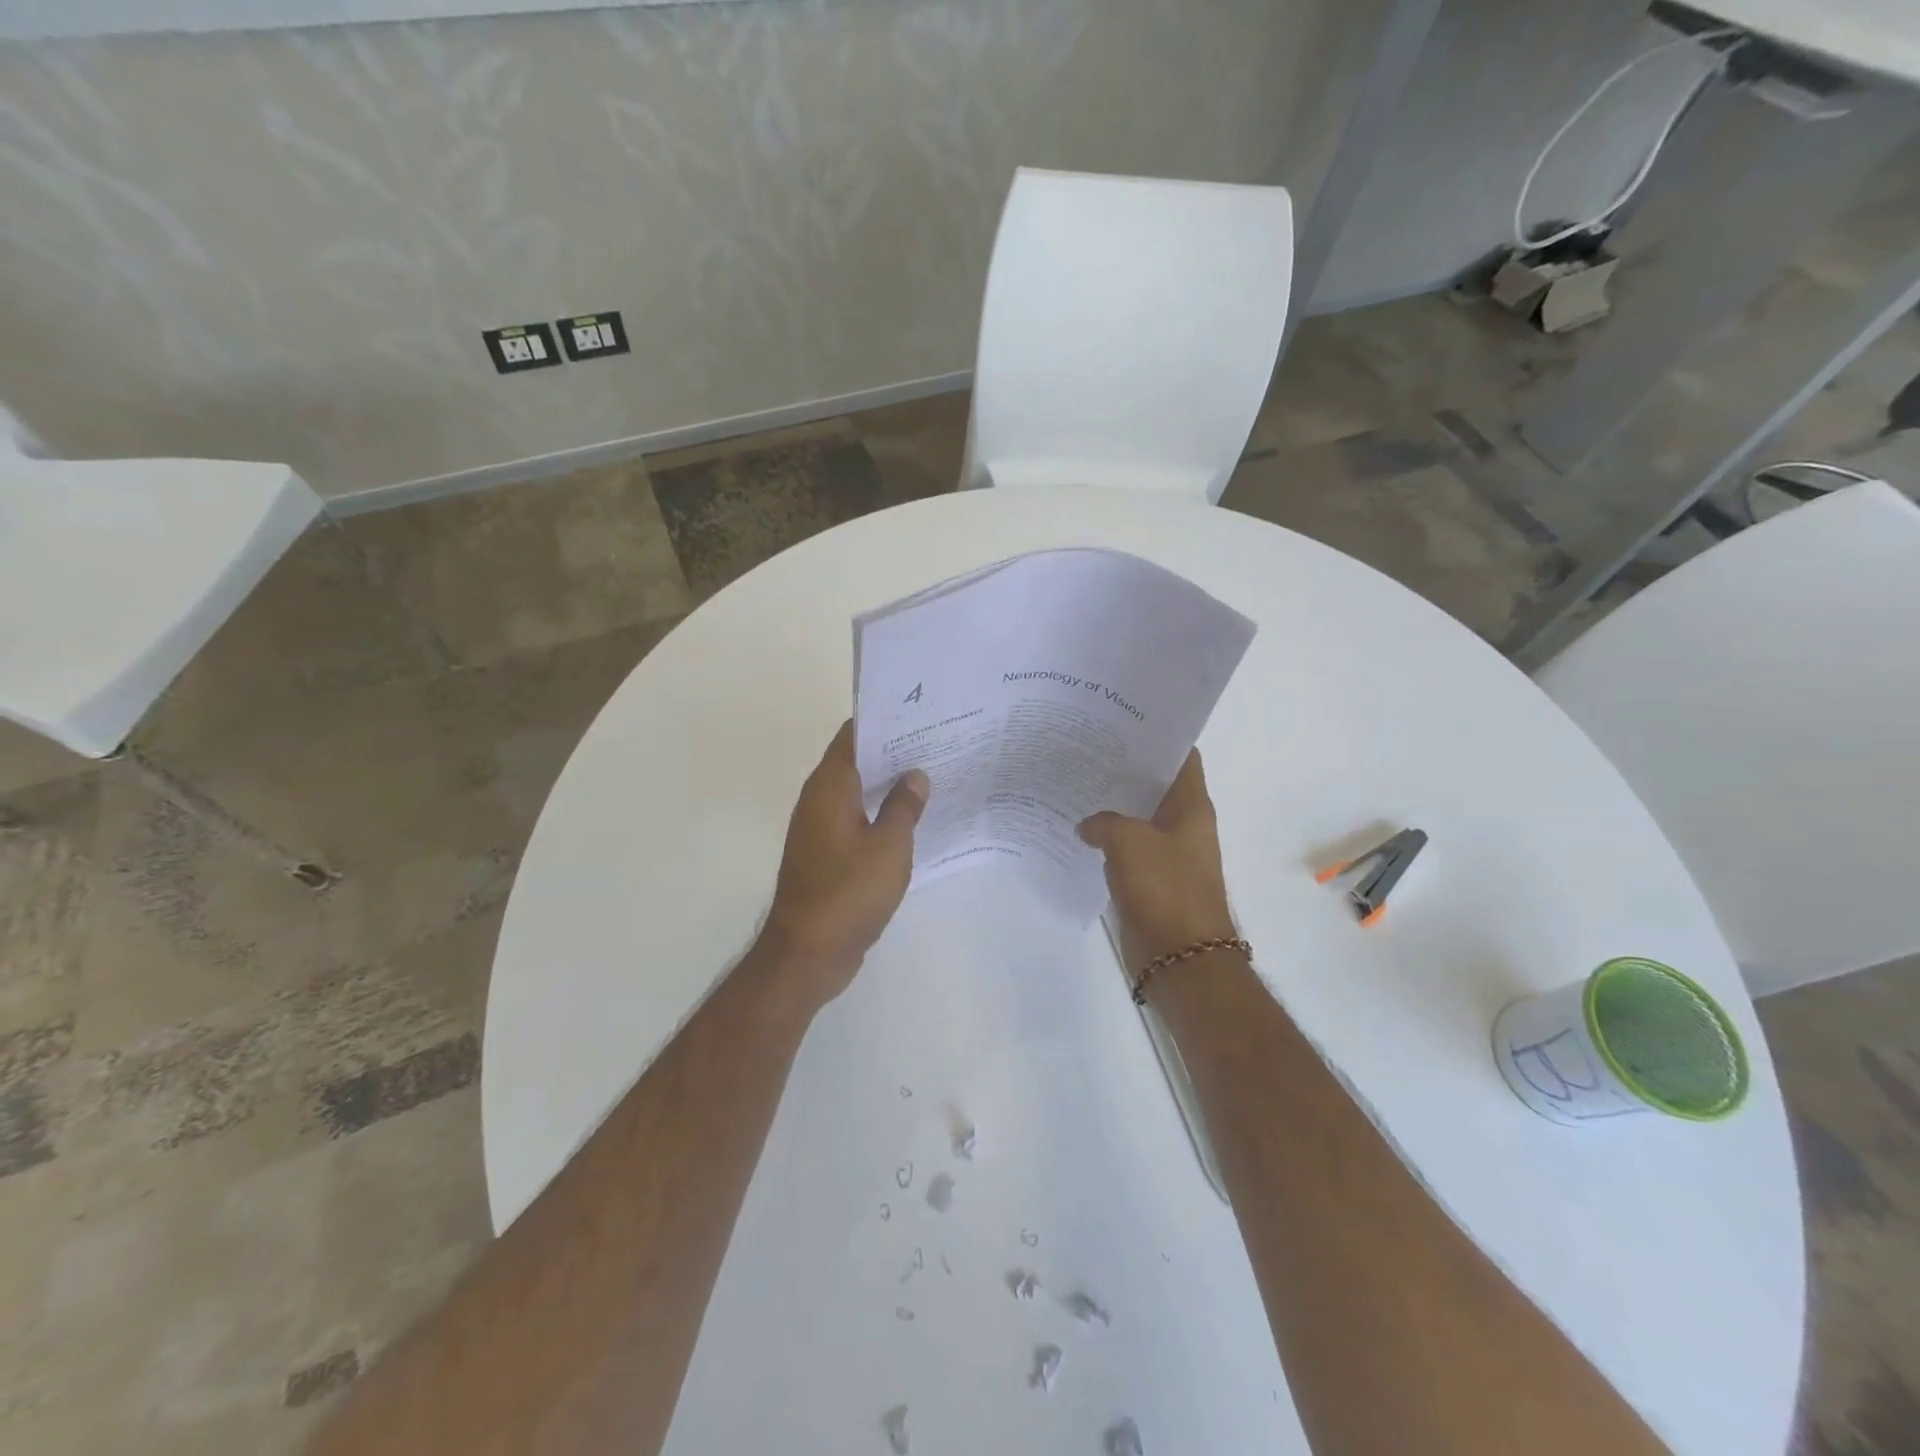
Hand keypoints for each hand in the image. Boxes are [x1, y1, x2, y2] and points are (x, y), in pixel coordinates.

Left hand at [762, 721, 928, 1007]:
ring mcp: (819, 829)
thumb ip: (904, 806)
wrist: (808, 952)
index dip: (884, 720)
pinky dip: (879, 814)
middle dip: (892, 752)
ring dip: (887, 785)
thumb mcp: (890, 846)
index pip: (853, 735)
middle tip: (936, 743)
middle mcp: (818, 800)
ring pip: (856, 793)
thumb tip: (915, 775)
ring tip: (931, 777)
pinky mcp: (825, 855)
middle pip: (856, 762)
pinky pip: (855, 821)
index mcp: (829, 787)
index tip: (919, 714)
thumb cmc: (849, 892)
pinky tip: (911, 820)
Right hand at [1078, 750, 1236, 967]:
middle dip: (1124, 768)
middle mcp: (1183, 825)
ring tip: (1075, 782)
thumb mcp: (1129, 841)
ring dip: (1112, 805)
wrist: (1180, 957)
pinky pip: (1126, 849)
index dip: (1157, 735)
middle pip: (1154, 785)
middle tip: (1085, 748)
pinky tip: (1077, 829)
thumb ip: (1103, 821)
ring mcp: (1168, 854)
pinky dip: (1106, 839)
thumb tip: (1087, 825)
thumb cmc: (1164, 889)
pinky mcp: (1150, 879)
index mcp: (1191, 807)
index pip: (1181, 756)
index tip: (1122, 721)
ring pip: (1137, 818)